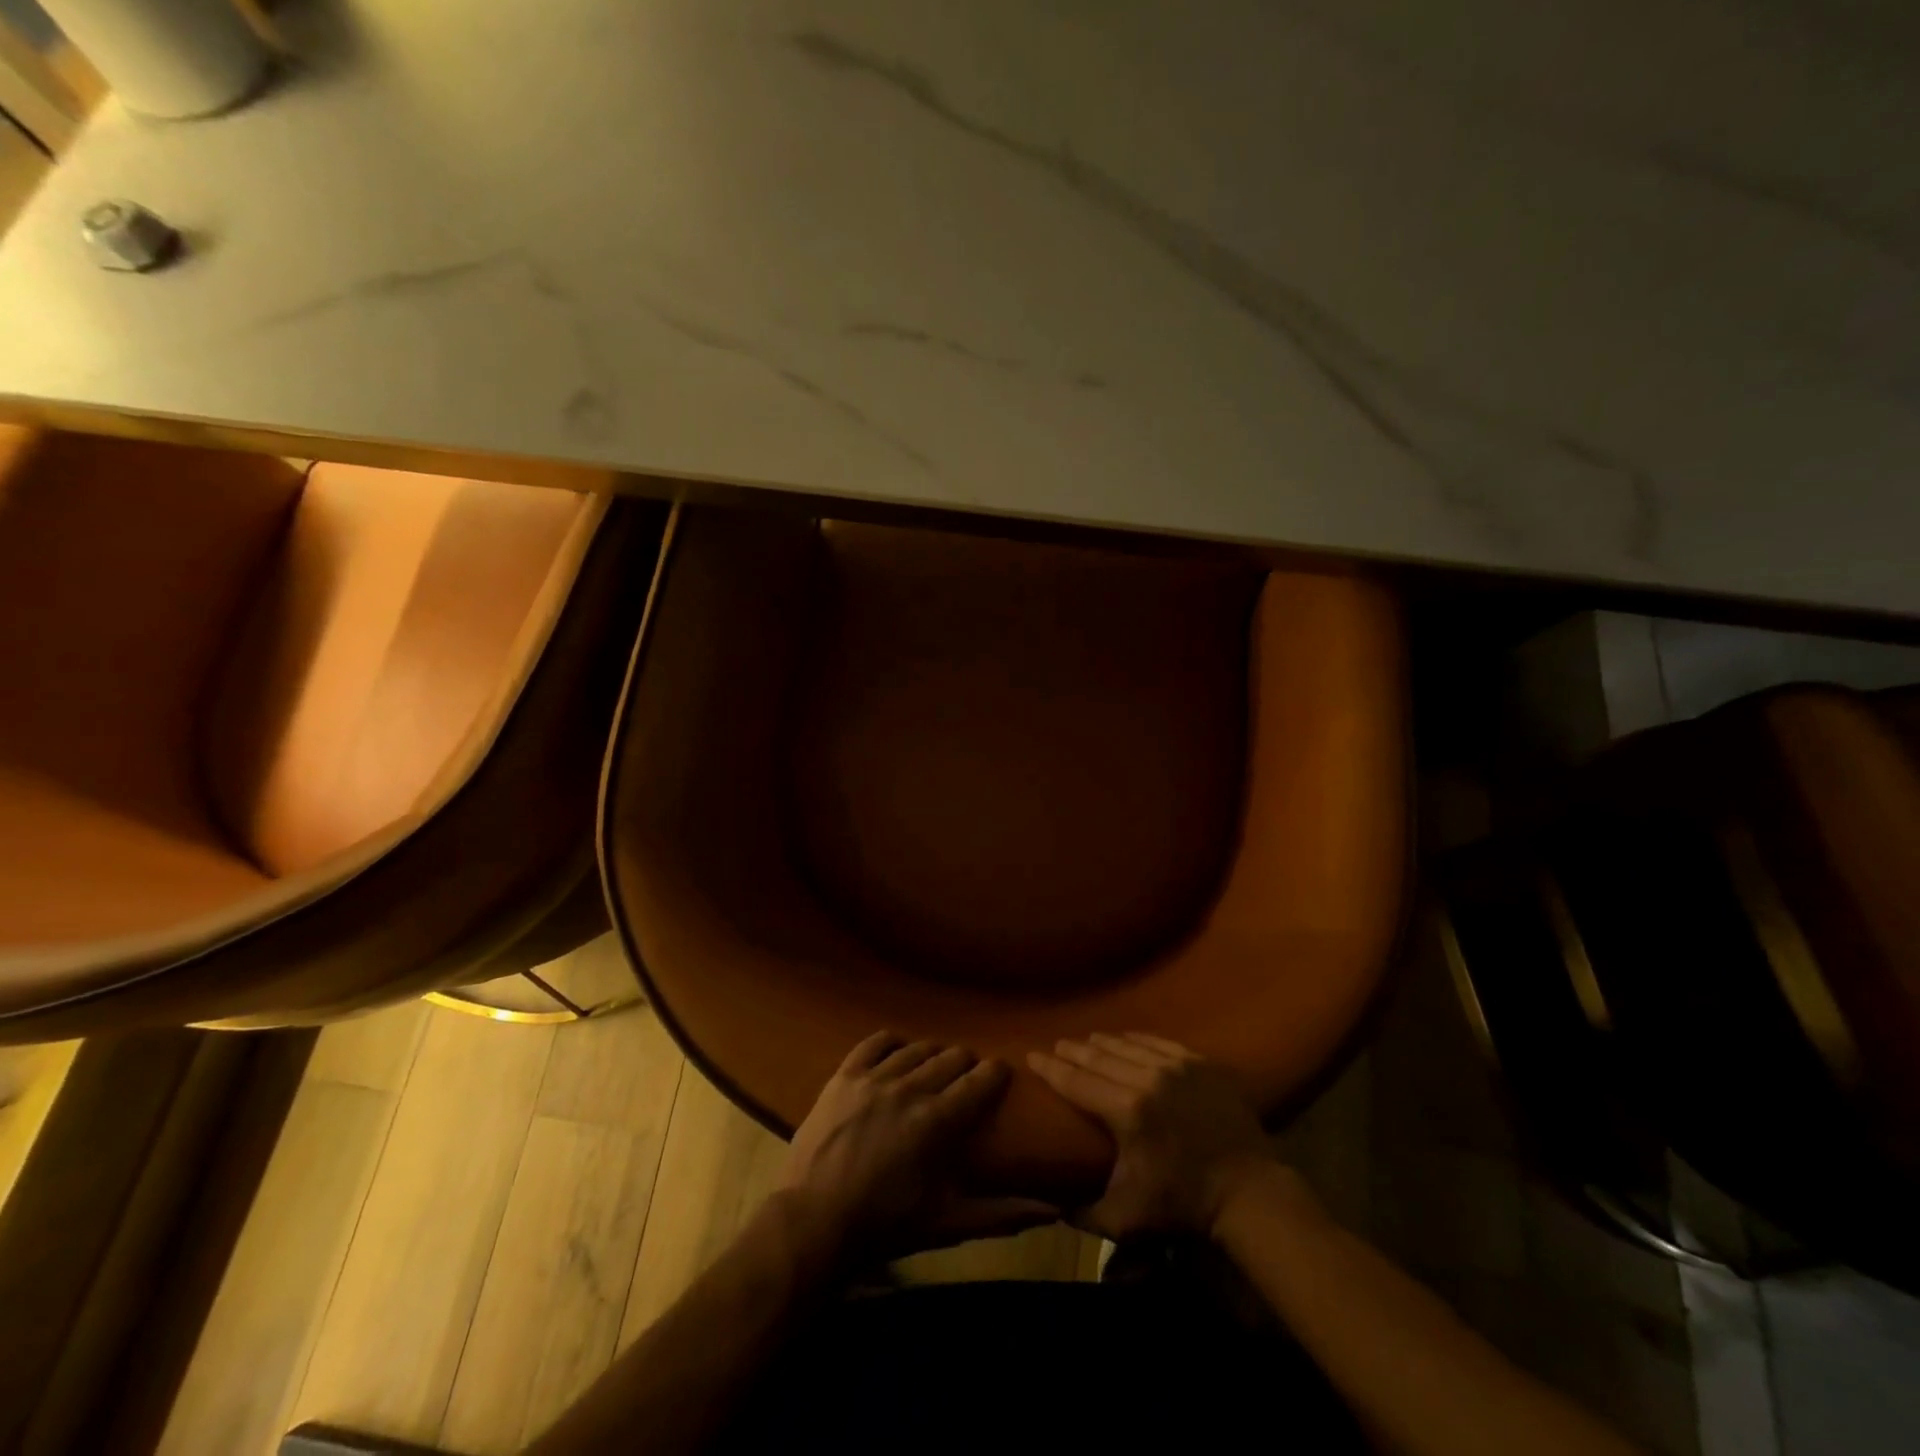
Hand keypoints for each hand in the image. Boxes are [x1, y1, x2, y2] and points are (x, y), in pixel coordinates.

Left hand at [782, 1032, 1057, 1258]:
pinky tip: (898, 1050)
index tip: (1000, 1072)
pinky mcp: (844, 1076)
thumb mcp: (948, 1223)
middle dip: (965, 1063)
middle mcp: (910, 1088)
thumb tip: (1053, 1212)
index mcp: (938, 1121)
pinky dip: (891, 1043)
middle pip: (950, 1058)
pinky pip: (874, 1043)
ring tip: (935, 1065)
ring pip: (916, 1049)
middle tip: (967, 1075)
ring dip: (932, 1054)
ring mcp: (874, 1078)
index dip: (994, 1073)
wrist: (814, 1222)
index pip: (979, 1082)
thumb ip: (1001, 1214)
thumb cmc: (885, 1225)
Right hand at [1028, 1032, 1278, 1239]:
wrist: (1250, 1192)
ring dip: (1102, 1042)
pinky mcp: (1200, 1063)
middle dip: (1072, 1050)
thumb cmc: (1184, 1206)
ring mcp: (1178, 1066)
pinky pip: (1160, 1041)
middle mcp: (1148, 1078)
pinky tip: (1127, 1038)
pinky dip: (1137, 1039)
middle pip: (1098, 1056)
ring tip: (1086, 1041)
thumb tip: (1051, 1205)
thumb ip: (1084, 1214)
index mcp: (1127, 1111)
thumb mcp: (1127, 1219)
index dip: (1050, 1067)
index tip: (1031, 1056)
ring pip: (1128, 1044)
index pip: (1076, 1081)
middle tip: (1056, 1046)